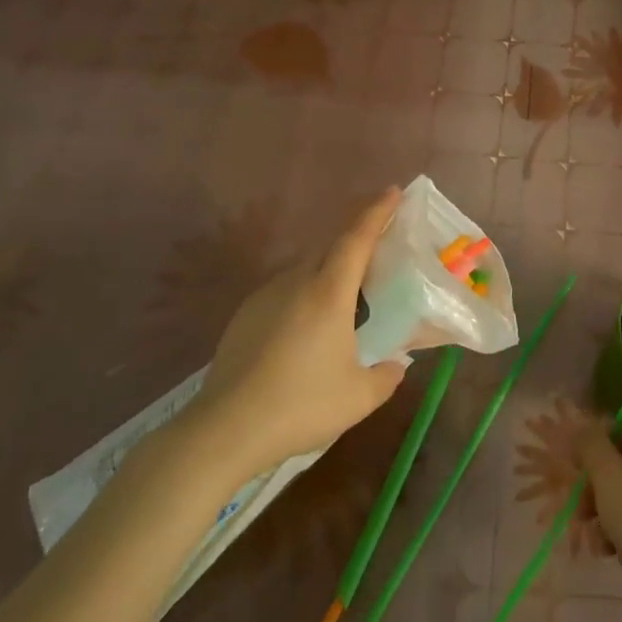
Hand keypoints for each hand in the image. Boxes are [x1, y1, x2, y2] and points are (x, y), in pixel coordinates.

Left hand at [177, 188, 406, 477]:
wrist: (225, 429)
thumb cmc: (301, 406)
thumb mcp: (359, 397)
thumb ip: (387, 376)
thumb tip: (397, 364)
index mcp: (328, 293)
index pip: (357, 238)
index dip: (377, 212)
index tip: (394, 192)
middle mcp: (296, 283)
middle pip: (330, 247)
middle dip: (357, 240)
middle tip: (380, 251)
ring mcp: (265, 297)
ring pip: (306, 267)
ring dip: (330, 268)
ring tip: (347, 295)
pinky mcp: (245, 315)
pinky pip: (285, 288)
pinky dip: (306, 291)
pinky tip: (309, 325)